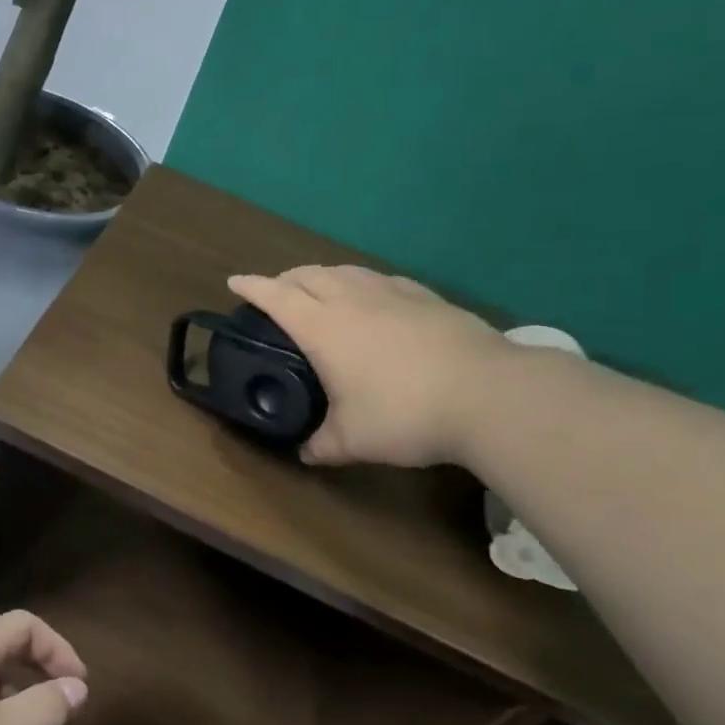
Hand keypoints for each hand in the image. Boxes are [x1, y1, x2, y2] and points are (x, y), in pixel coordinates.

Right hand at [229, 265, 509, 467]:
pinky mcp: (426, 296)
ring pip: (344, 270)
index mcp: (322, 327)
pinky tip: (371, 297)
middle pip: (307, 274)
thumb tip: (305, 454)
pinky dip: (360, 282)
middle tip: (275, 293)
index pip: (275, 296)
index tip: (234, 282)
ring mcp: (392, 293)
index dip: (251, 287)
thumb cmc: (405, 414)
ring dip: (321, 276)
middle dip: (284, 279)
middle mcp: (351, 300)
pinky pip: (379, 279)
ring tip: (318, 291)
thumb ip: (322, 445)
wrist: (489, 394)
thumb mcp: (353, 441)